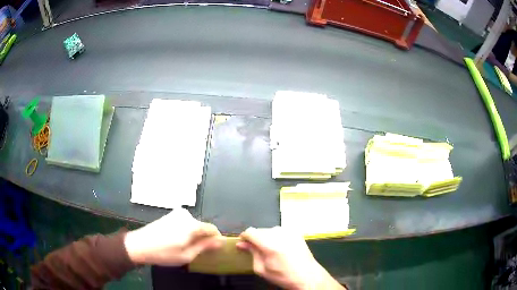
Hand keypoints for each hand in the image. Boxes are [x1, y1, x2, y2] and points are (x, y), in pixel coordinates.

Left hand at [124, 208, 221, 265]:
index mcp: (191, 224)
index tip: (213, 249)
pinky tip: (176, 240)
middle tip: (196, 251)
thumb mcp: (187, 255)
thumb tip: (220, 241)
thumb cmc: (164, 253)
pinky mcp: (170, 215)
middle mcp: (185, 215)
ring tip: (184, 247)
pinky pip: (185, 223)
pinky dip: (185, 231)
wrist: (139, 244)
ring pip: (193, 225)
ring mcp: (176, 213)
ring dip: (193, 235)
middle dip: (203, 238)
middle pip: (202, 226)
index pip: (212, 228)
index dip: (215, 239)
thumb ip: (204, 246)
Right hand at [237, 227, 344, 289]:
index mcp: (270, 244)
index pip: (250, 232)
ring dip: (265, 238)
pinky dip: (276, 237)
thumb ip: (251, 253)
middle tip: (257, 251)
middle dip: (255, 239)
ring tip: (270, 251)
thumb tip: (242, 244)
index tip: (243, 244)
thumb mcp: (261, 269)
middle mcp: (279, 234)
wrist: (307, 275)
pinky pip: (280, 231)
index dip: (244, 238)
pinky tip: (280, 248)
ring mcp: (289, 231)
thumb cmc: (283, 276)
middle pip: (259, 230)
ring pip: (269, 230)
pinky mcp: (296, 232)